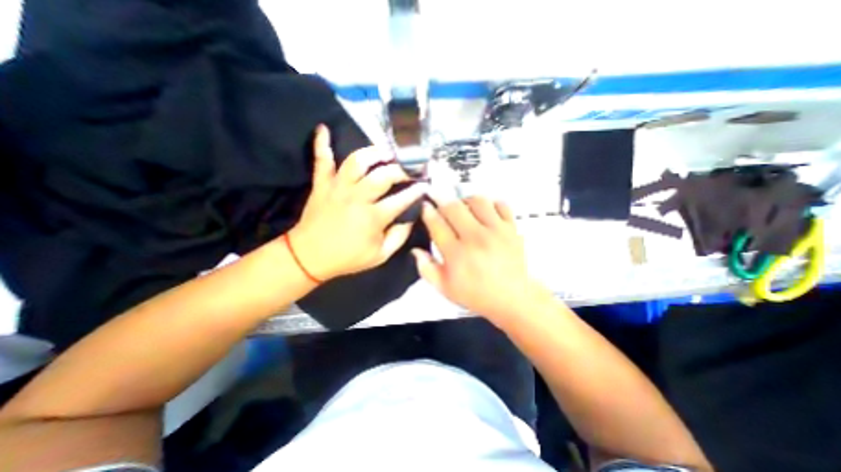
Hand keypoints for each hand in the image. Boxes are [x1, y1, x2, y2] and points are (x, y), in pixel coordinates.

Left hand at [286, 124, 427, 281]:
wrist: (309, 257)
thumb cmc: (347, 258)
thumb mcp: (380, 256)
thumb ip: (399, 236)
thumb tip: (410, 217)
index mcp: (373, 218)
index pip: (402, 199)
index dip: (416, 191)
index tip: (425, 185)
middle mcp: (357, 198)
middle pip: (383, 175)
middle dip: (401, 169)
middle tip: (409, 168)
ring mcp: (337, 188)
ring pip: (357, 161)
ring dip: (373, 152)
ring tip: (385, 152)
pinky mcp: (321, 184)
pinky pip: (321, 160)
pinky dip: (321, 143)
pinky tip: (324, 128)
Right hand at [412, 196, 546, 323]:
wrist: (512, 299)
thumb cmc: (477, 295)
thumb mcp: (445, 288)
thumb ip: (426, 269)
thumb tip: (416, 250)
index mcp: (456, 254)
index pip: (436, 224)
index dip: (427, 212)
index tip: (425, 206)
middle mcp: (475, 238)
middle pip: (453, 207)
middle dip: (442, 201)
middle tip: (440, 204)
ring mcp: (496, 231)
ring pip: (476, 200)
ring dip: (465, 201)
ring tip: (463, 209)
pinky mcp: (511, 229)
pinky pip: (500, 204)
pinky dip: (490, 204)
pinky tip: (485, 213)